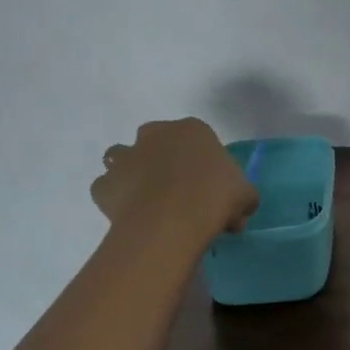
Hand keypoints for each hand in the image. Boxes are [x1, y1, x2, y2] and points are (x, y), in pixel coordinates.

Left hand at [90, 119, 257, 237]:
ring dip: (131, 171)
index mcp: (192, 129)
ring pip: (122, 157)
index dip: (202, 162)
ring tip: (147, 199)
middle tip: (178, 191)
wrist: (172, 219)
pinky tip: (129, 214)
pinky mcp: (104, 184)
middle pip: (155, 141)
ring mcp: (126, 157)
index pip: (197, 138)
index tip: (209, 186)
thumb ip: (242, 198)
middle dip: (162, 159)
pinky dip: (114, 198)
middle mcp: (155, 135)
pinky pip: (107, 188)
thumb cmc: (215, 196)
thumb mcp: (245, 195)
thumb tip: (238, 214)